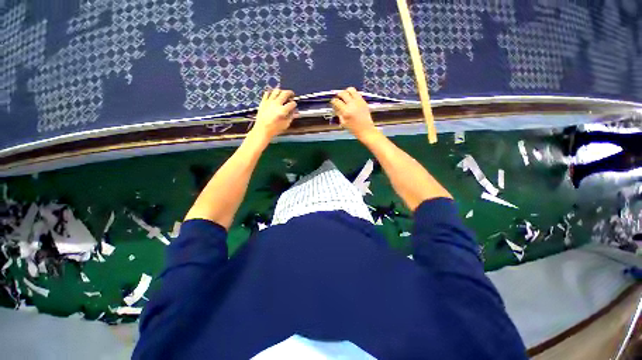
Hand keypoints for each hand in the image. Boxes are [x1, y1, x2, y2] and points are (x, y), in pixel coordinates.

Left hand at [252, 89, 296, 140]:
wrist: (262, 130)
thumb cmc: (274, 129)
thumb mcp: (285, 125)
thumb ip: (291, 117)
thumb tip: (295, 112)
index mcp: (283, 110)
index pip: (292, 104)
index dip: (295, 104)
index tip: (294, 105)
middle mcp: (276, 104)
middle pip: (285, 93)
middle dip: (290, 93)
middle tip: (292, 94)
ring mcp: (269, 102)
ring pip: (276, 91)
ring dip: (281, 91)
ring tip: (283, 93)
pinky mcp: (263, 102)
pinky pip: (267, 93)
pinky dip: (271, 92)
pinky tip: (273, 95)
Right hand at [330, 87, 377, 140]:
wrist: (366, 130)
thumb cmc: (353, 129)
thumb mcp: (343, 122)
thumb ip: (339, 113)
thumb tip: (335, 107)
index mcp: (346, 111)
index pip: (337, 101)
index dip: (333, 101)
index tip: (333, 102)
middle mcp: (352, 104)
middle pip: (343, 93)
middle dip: (339, 95)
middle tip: (338, 98)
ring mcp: (358, 101)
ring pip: (351, 90)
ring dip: (346, 92)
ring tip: (346, 96)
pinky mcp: (363, 101)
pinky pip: (357, 93)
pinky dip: (353, 95)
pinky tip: (352, 100)